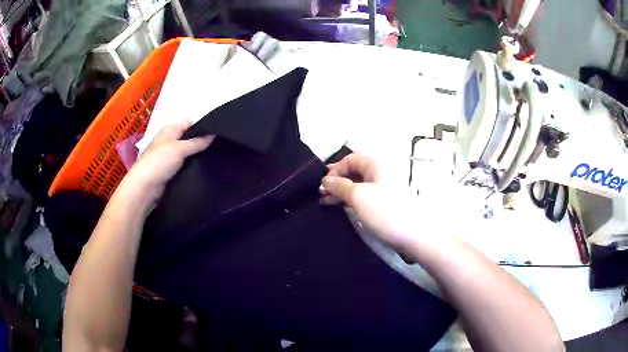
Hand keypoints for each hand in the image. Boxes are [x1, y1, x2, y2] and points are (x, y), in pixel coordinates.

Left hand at [123, 122, 213, 203]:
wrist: (145, 187)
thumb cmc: (160, 161)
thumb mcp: (180, 148)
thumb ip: (197, 142)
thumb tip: (213, 135)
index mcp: (169, 130)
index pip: (189, 124)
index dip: (202, 128)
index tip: (217, 135)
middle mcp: (169, 141)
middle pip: (189, 139)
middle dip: (201, 143)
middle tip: (218, 148)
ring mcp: (169, 157)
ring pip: (187, 153)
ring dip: (197, 156)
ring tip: (215, 159)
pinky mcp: (170, 171)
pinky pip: (184, 165)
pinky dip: (192, 167)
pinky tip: (203, 170)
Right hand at [320, 153, 420, 249]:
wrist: (415, 234)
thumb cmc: (385, 211)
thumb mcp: (358, 196)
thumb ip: (339, 185)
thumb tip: (326, 180)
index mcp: (376, 164)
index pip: (350, 159)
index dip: (334, 169)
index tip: (323, 186)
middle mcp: (381, 172)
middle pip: (354, 171)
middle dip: (336, 181)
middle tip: (321, 194)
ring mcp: (385, 187)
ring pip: (358, 184)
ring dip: (342, 191)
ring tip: (327, 202)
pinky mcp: (386, 202)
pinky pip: (365, 195)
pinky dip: (352, 199)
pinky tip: (343, 207)